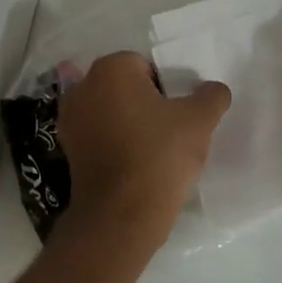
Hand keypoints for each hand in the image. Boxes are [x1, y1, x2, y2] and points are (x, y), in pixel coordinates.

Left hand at [56, 51, 230, 254]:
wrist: (121, 215)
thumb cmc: (160, 155)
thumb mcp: (200, 120)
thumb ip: (212, 95)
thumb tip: (214, 90)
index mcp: (111, 68)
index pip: (147, 66)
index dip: (168, 88)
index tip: (180, 113)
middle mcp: (83, 87)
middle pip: (126, 87)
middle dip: (147, 103)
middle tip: (171, 130)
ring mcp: (70, 120)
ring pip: (111, 112)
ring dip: (130, 123)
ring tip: (155, 150)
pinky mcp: (68, 151)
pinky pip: (99, 136)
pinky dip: (115, 144)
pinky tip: (136, 165)